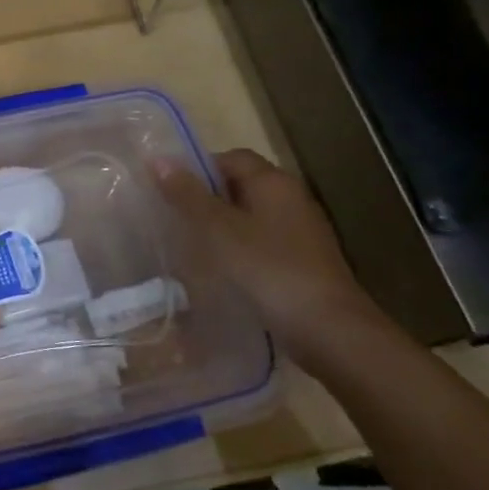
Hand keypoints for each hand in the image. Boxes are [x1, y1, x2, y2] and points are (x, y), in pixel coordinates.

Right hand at [155, 149, 386, 370]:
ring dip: (223, 227)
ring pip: (251, 217)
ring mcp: (302, 232)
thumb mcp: (219, 230)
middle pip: (242, 186)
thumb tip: (157, 158)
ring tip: (191, 246)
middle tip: (175, 218)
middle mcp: (292, 199)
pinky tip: (222, 271)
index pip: (231, 158)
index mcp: (274, 182)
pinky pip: (263, 243)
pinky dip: (240, 250)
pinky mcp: (304, 262)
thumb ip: (188, 195)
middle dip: (208, 199)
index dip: (198, 168)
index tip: (171, 191)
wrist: (330, 331)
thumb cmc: (269, 270)